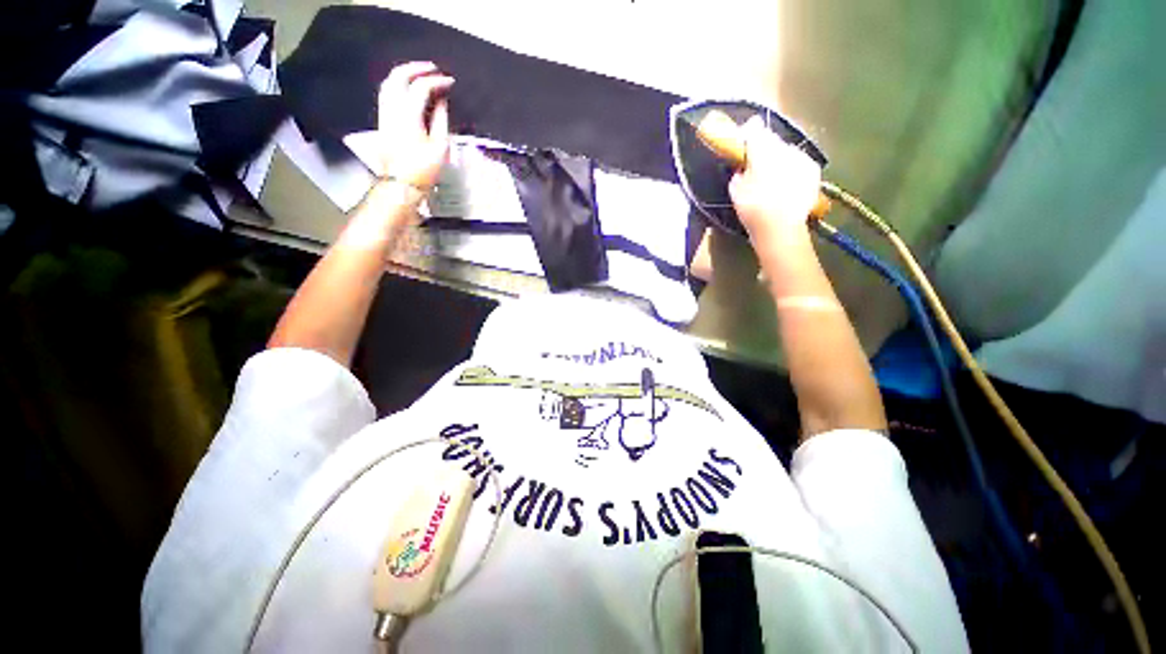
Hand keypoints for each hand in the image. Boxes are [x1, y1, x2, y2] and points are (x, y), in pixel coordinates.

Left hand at [376, 62, 454, 191]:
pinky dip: (397, 84)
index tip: (451, 82)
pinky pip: (387, 92)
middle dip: (417, 68)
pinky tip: (406, 88)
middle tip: (433, 69)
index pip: (422, 87)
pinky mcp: (382, 119)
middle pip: (399, 76)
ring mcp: (384, 112)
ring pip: (389, 82)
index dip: (437, 82)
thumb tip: (441, 102)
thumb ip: (440, 119)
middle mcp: (393, 108)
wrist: (401, 182)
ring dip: (404, 73)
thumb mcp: (440, 146)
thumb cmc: (424, 168)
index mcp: (409, 114)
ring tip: (420, 74)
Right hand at [728, 116, 821, 245]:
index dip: (747, 132)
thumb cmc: (752, 209)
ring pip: (787, 150)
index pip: (755, 130)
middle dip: (765, 147)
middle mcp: (785, 148)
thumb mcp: (735, 190)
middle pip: (773, 140)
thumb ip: (738, 171)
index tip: (742, 138)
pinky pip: (799, 161)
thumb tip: (742, 165)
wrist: (781, 227)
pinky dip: (792, 167)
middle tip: (756, 162)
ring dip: (779, 158)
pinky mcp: (813, 169)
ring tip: (772, 176)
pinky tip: (786, 183)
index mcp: (762, 152)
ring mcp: (802, 158)